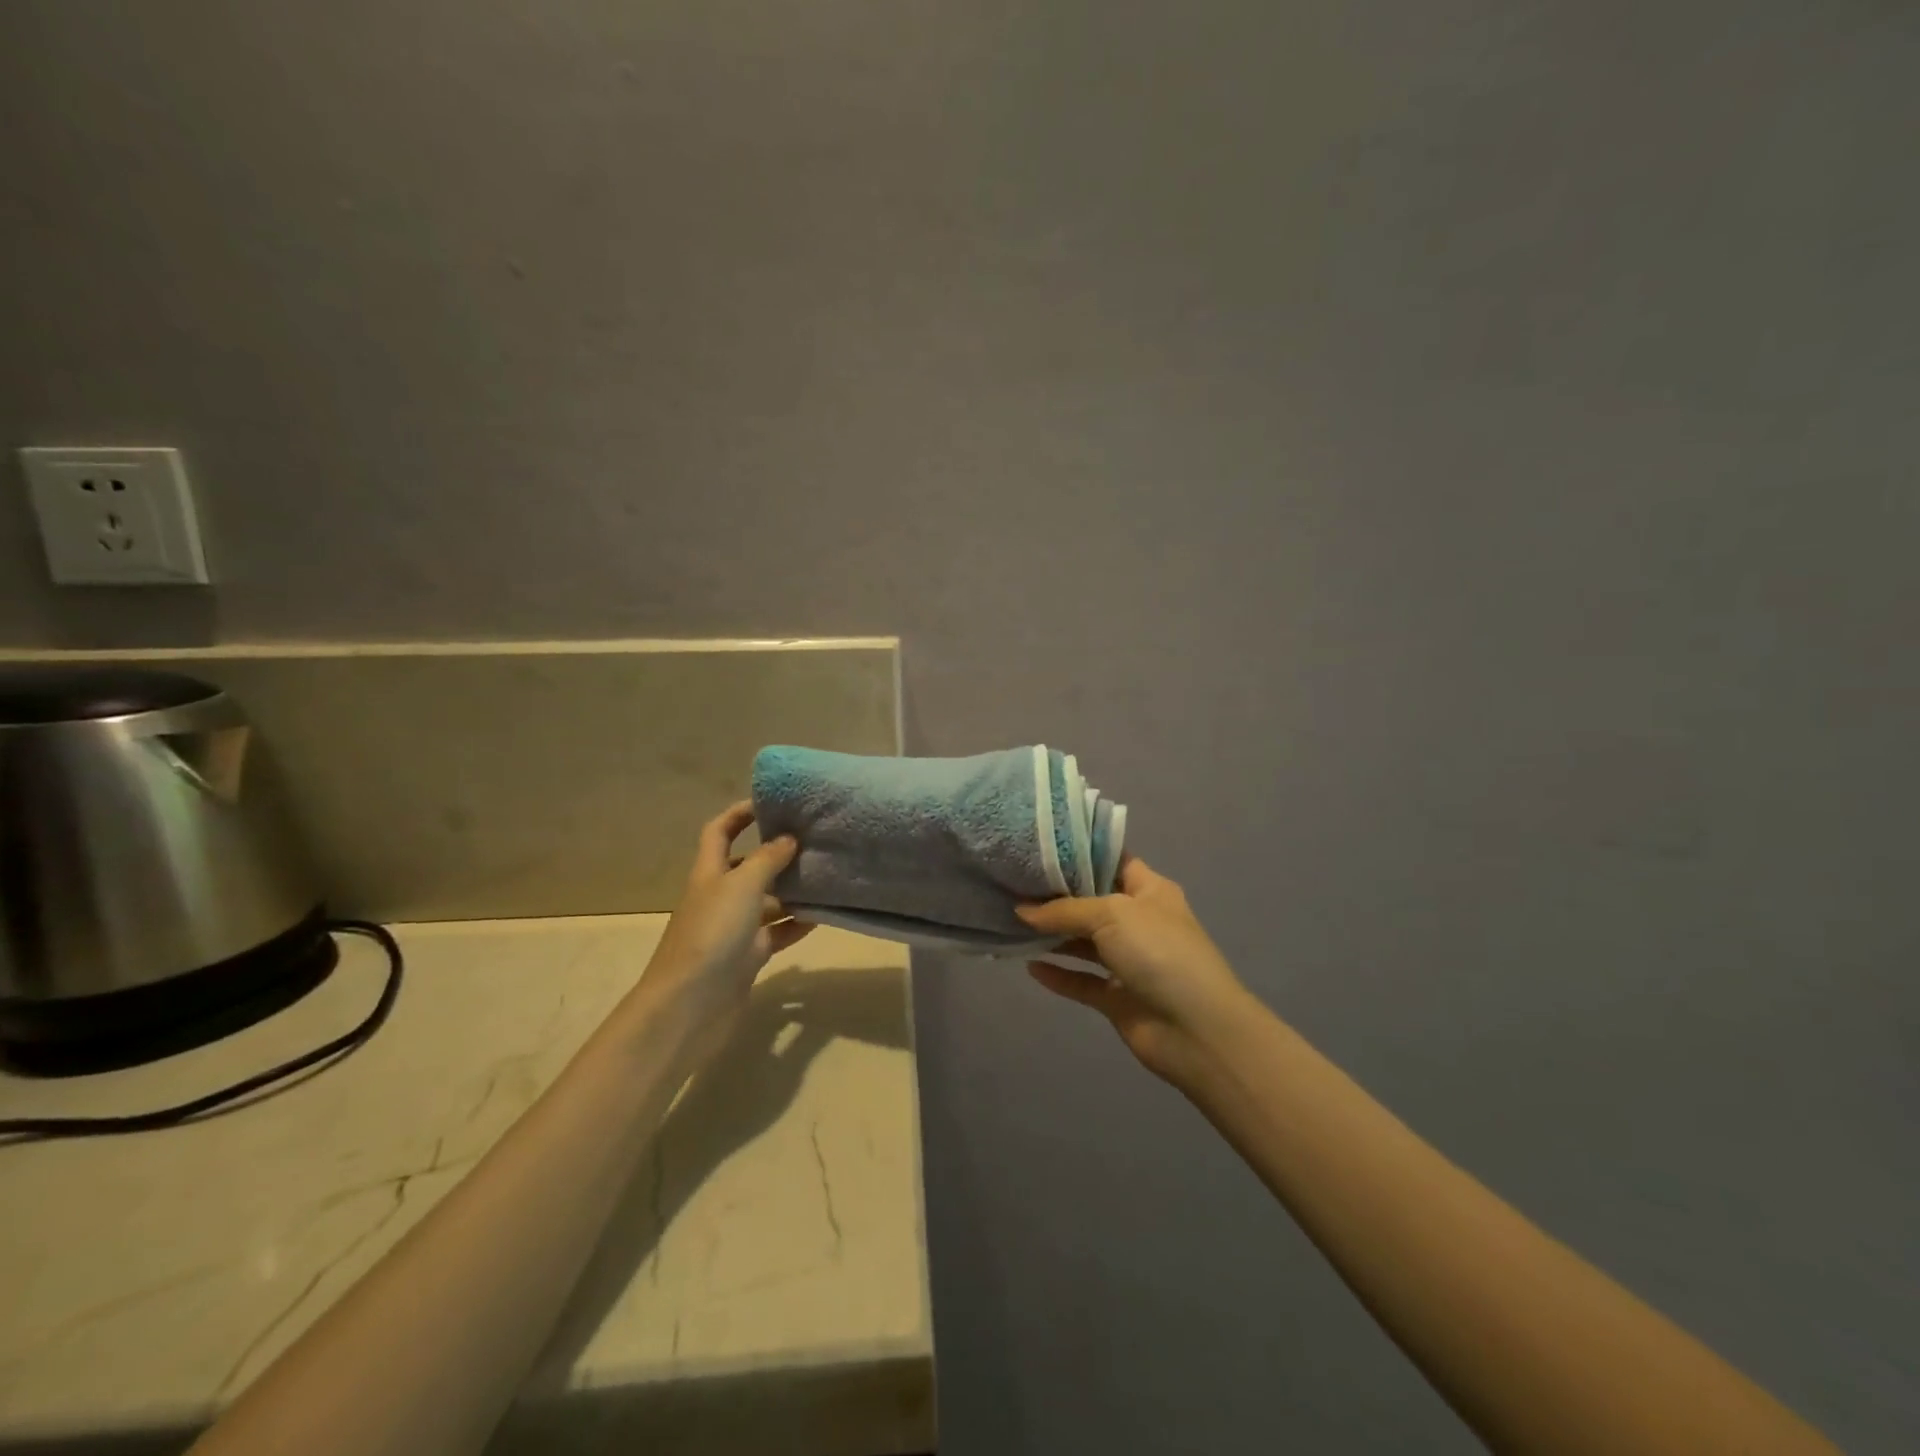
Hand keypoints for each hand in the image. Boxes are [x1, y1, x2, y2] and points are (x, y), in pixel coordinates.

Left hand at [639, 802, 812, 1057]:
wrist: (689, 1006)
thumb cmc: (711, 935)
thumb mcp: (742, 886)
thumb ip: (767, 859)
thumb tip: (788, 838)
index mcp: (709, 873)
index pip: (719, 831)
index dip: (740, 813)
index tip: (772, 801)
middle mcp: (720, 897)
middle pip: (749, 866)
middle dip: (778, 853)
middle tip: (815, 841)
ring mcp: (734, 929)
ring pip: (769, 901)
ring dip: (794, 889)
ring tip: (829, 875)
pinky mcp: (749, 957)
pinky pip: (778, 932)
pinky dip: (798, 923)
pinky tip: (825, 915)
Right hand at [1017, 857, 1253, 1084]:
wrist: (1196, 1029)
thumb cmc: (1159, 952)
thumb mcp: (1111, 914)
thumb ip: (1064, 910)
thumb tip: (1022, 910)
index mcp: (1150, 891)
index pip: (1113, 862)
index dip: (1080, 854)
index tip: (1040, 849)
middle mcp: (1140, 922)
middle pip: (1093, 903)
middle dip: (1058, 896)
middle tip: (1015, 884)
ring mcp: (1130, 962)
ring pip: (1085, 943)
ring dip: (1054, 936)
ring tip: (1014, 923)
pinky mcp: (1118, 998)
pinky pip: (1083, 981)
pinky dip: (1059, 975)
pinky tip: (1030, 966)